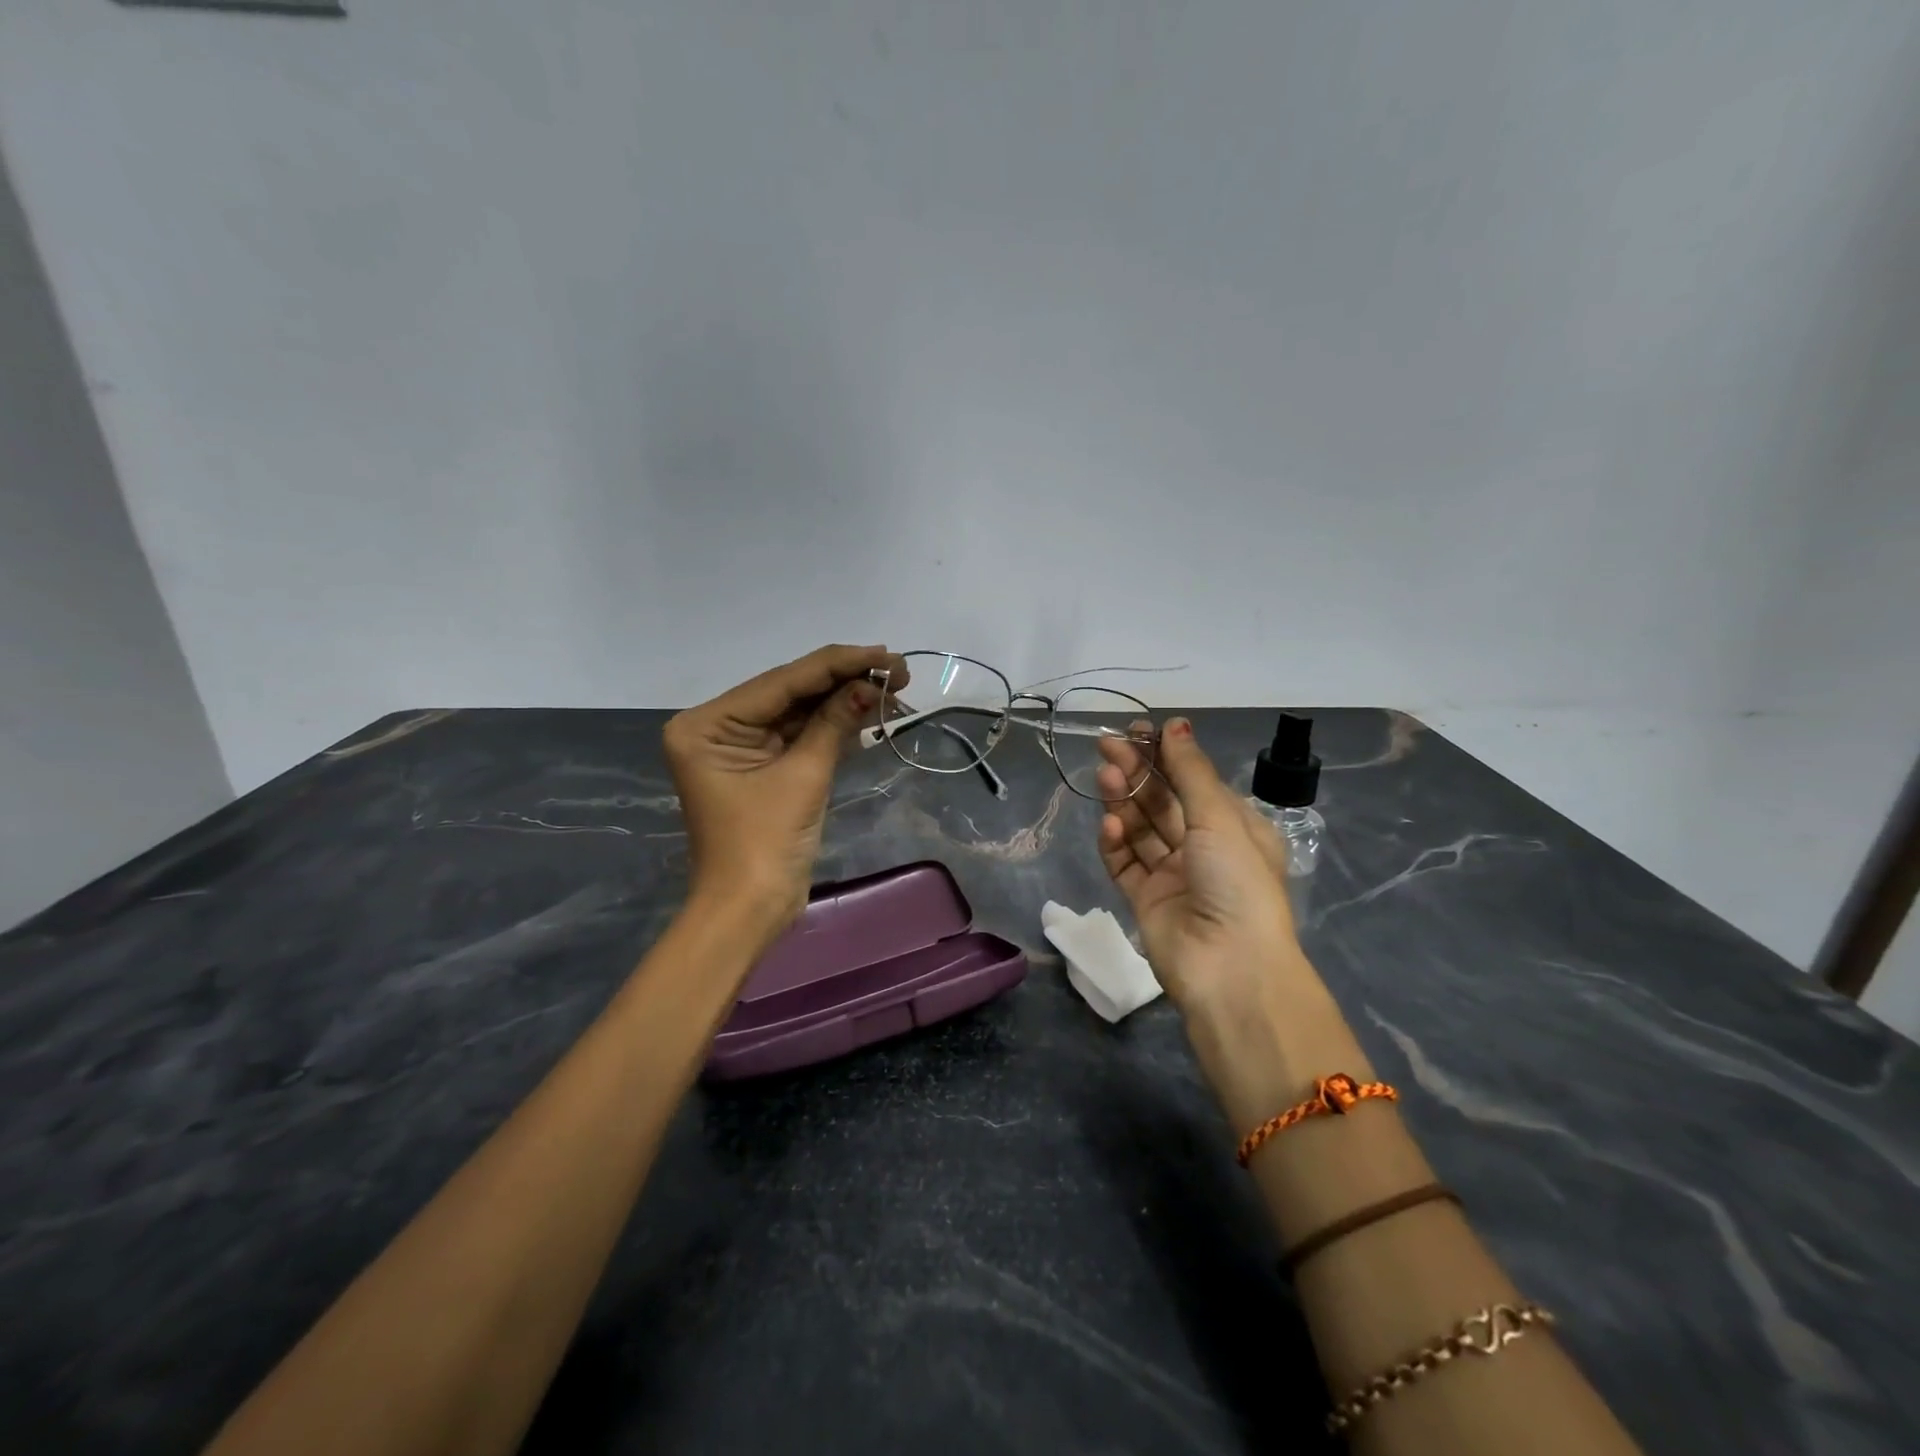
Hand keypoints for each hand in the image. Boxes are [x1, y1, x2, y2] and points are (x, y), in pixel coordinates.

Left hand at [664, 644, 906, 931]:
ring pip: (800, 712)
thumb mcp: (803, 777)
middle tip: (898, 668)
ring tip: (894, 685)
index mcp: (707, 724)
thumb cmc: (764, 845)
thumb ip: (834, 723)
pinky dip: (834, 725)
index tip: (884, 652)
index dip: (837, 664)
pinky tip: (870, 708)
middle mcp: (718, 727)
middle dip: (844, 680)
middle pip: (790, 693)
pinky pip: (801, 736)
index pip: (781, 682)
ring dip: (844, 701)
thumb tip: (871, 685)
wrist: (749, 912)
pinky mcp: (763, 767)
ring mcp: (741, 747)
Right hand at [1095, 718, 1317, 1016]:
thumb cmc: (1237, 882)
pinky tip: (1109, 825)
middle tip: (1107, 745)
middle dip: (1138, 772)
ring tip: (1106, 776)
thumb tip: (1175, 723)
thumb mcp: (1220, 817)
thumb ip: (1190, 771)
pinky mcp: (1145, 900)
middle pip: (1162, 801)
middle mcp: (1203, 848)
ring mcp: (1172, 875)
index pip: (1193, 781)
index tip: (1137, 731)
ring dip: (1124, 801)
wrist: (1230, 968)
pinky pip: (1126, 864)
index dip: (1165, 755)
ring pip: (1141, 829)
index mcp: (1232, 827)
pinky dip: (1115, 843)